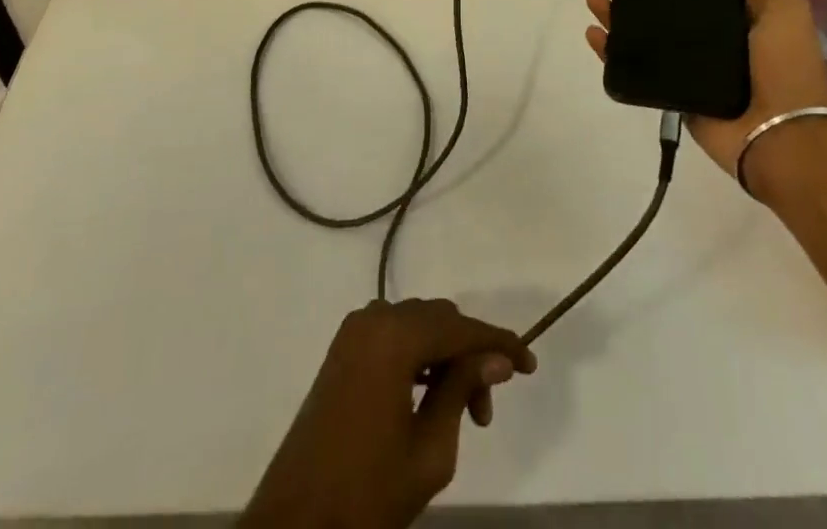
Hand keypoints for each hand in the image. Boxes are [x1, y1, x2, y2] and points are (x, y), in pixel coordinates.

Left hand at [242, 299, 535, 528]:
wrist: (296, 522)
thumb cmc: (368, 491)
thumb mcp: (429, 450)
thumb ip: (463, 390)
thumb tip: (496, 356)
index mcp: (394, 336)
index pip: (460, 327)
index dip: (499, 342)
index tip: (530, 363)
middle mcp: (374, 318)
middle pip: (438, 319)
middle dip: (470, 353)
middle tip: (487, 408)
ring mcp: (354, 331)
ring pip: (417, 324)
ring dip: (445, 355)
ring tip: (464, 409)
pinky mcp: (343, 349)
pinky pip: (393, 334)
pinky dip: (418, 354)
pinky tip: (430, 392)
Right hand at [584, 0, 826, 194]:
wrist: (782, 136)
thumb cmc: (785, 67)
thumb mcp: (784, 12)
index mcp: (738, 18)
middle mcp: (711, 40)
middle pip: (663, 7)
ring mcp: (688, 67)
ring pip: (643, 34)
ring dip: (616, 14)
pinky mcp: (672, 92)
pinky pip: (635, 68)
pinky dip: (610, 51)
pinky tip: (593, 34)